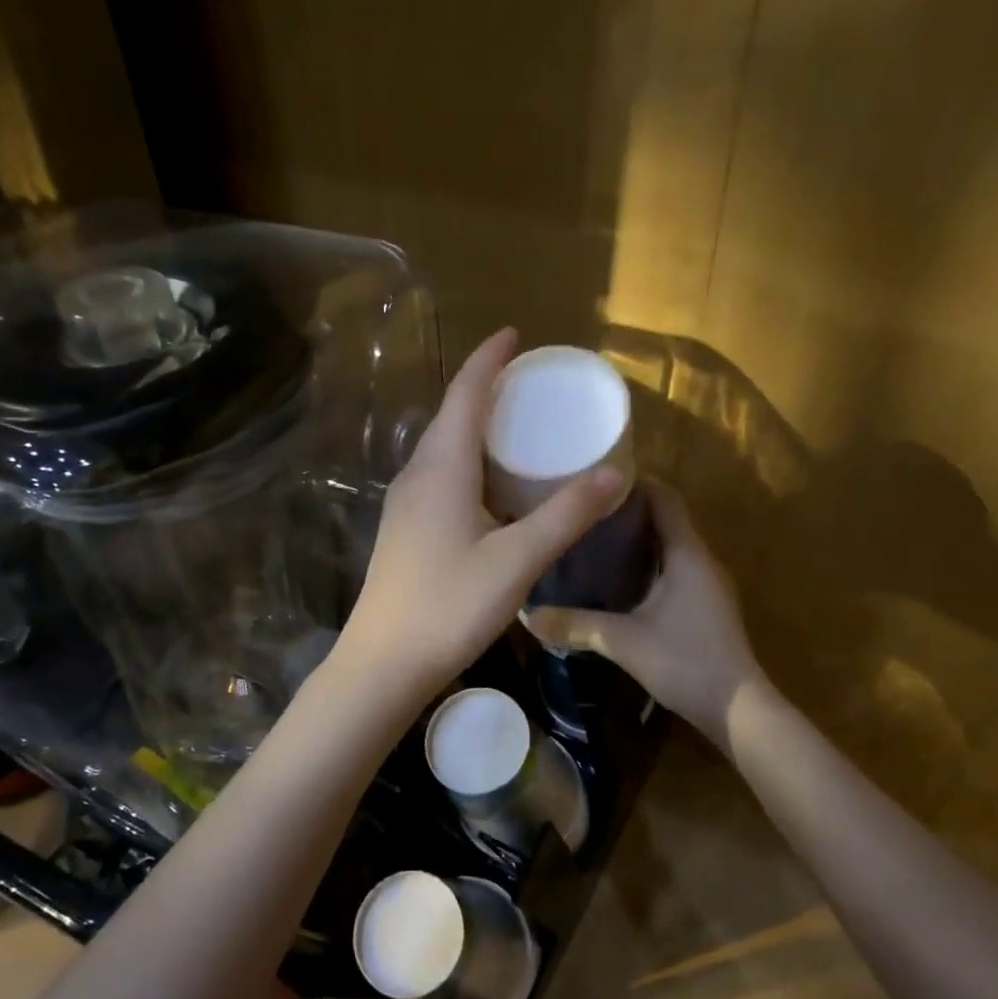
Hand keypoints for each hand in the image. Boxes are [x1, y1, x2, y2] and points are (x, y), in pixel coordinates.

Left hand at [337, 328, 625, 702]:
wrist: (384, 663)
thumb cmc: (449, 605)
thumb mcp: (517, 560)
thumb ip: (565, 515)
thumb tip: (613, 475)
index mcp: (441, 468)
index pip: (465, 394)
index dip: (489, 360)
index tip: (513, 335)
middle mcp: (417, 475)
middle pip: (451, 416)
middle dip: (486, 390)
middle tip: (528, 383)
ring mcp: (405, 504)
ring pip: (443, 449)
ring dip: (476, 429)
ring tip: (516, 428)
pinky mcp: (405, 530)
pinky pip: (440, 477)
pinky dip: (469, 463)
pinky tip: (492, 487)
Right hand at [525, 480, 762, 751]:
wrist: (737, 709)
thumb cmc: (684, 661)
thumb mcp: (623, 641)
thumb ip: (575, 625)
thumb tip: (528, 615)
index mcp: (687, 554)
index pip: (664, 498)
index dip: (633, 483)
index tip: (594, 479)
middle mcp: (701, 560)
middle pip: (665, 518)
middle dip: (627, 510)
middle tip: (582, 510)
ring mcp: (706, 584)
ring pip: (669, 545)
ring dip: (637, 538)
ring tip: (592, 538)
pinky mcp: (704, 605)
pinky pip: (673, 568)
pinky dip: (646, 563)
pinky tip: (616, 578)